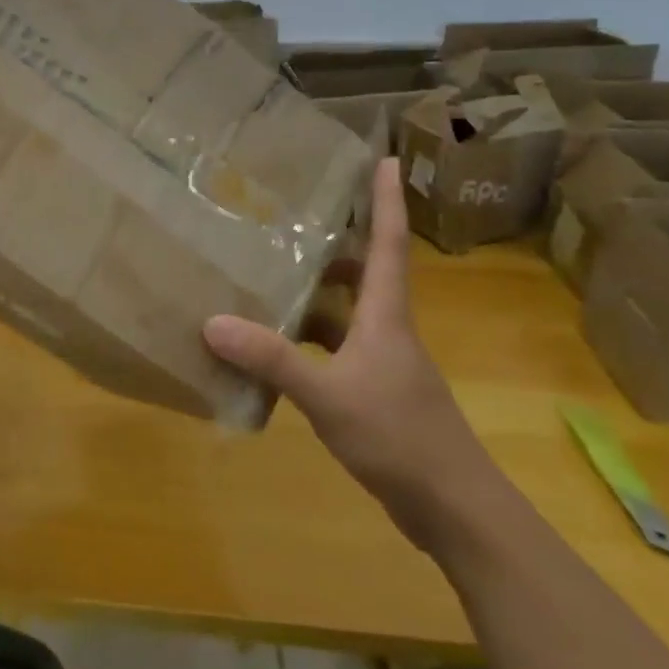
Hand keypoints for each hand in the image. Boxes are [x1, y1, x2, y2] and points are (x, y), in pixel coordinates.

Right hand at [203, 157, 498, 549]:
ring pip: (351, 314)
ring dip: (320, 295)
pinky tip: (278, 352)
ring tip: (275, 278)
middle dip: (342, 244)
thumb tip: (213, 322)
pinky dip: (311, 343)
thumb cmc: (399, 437)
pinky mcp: (378, 395)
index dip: (387, 200)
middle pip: (369, 273)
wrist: (455, 509)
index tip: (386, 159)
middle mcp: (389, 332)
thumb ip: (272, 359)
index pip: (389, 244)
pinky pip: (339, 351)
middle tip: (302, 220)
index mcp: (387, 317)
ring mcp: (385, 365)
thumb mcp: (328, 395)